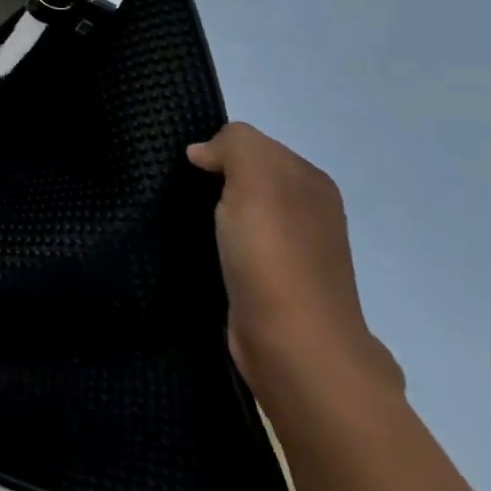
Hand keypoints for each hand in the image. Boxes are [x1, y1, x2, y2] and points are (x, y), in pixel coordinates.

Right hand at [188, 123, 402, 401]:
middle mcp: (310, 212)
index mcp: (311, 182)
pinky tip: (200, 251)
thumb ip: (234, 145)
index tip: (189, 169)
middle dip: (215, 181)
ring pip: (242, 213)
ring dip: (214, 214)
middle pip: (248, 178)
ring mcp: (295, 252)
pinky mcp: (274, 285)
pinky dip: (218, 244)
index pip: (253, 145)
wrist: (293, 346)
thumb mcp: (255, 176)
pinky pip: (239, 246)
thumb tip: (203, 153)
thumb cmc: (273, 253)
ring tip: (183, 219)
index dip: (219, 150)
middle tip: (179, 191)